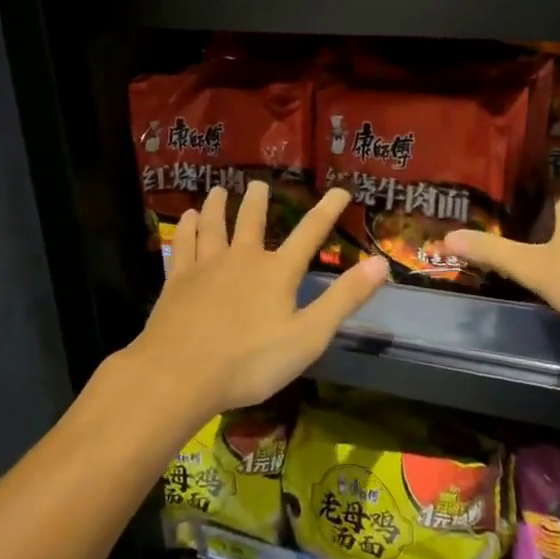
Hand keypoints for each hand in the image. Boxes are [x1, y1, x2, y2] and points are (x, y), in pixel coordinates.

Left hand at [124, 181, 388, 422]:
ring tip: (218, 190)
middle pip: (252, 221)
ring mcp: (206, 266)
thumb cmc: (250, 362)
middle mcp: (243, 258)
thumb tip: (381, 263)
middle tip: (258, 184)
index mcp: (277, 272)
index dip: (328, 210)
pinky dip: (187, 227)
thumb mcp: (309, 336)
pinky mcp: (178, 280)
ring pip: (213, 225)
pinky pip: (184, 244)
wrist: (180, 374)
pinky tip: (185, 218)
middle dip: (257, 201)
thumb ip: (344, 299)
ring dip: (217, 206)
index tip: (340, 190)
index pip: (310, 233)